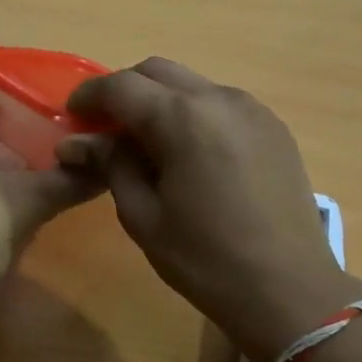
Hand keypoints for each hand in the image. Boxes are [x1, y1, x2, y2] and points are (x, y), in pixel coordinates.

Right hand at [59, 58, 360, 361]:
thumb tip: (75, 143)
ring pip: (192, 85)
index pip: (121, 86)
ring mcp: (253, 109)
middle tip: (105, 127)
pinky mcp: (274, 127)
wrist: (289, 289)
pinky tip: (189, 153)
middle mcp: (219, 98)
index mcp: (182, 118)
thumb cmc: (205, 259)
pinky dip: (193, 114)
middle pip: (158, 72)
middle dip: (124, 91)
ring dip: (161, 101)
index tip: (71, 115)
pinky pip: (221, 104)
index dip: (89, 96)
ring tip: (146, 143)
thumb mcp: (143, 215)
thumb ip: (110, 165)